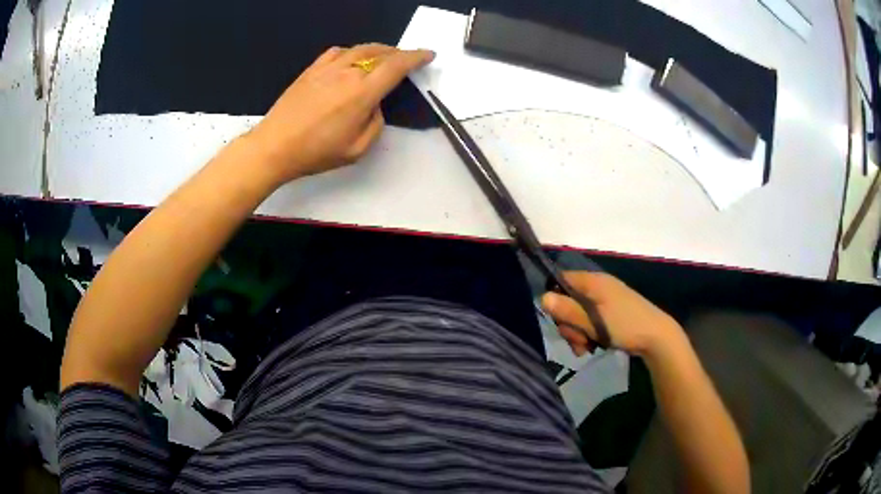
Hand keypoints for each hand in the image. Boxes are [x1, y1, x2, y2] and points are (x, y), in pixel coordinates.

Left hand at [247, 43, 434, 184]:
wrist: (274, 146)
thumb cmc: (315, 152)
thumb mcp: (357, 150)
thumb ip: (375, 125)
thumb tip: (375, 106)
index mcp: (363, 93)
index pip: (397, 66)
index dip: (416, 57)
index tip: (427, 55)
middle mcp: (348, 73)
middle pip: (381, 53)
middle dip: (399, 53)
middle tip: (406, 60)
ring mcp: (327, 68)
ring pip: (360, 49)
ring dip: (378, 50)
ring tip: (384, 57)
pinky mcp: (311, 70)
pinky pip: (338, 51)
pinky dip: (352, 51)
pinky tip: (351, 59)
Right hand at [541, 271, 683, 357]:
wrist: (657, 337)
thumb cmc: (625, 326)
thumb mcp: (594, 321)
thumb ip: (568, 311)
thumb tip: (542, 298)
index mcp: (593, 282)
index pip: (561, 281)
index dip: (555, 299)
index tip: (558, 320)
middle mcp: (597, 287)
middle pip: (568, 302)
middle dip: (569, 325)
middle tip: (578, 342)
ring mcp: (605, 300)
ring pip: (578, 315)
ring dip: (578, 333)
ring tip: (586, 349)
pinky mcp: (611, 313)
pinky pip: (590, 320)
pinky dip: (588, 334)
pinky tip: (592, 347)